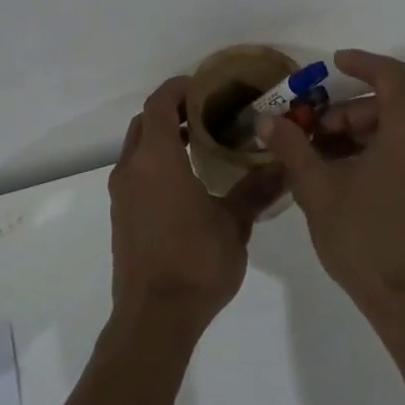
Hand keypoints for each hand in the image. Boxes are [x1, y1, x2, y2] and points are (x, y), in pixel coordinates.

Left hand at [109, 75, 287, 332]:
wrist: (153, 318)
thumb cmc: (195, 262)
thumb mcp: (234, 223)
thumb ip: (256, 190)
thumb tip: (284, 165)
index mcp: (157, 159)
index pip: (159, 104)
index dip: (178, 88)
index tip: (203, 86)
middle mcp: (132, 168)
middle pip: (144, 123)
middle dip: (171, 112)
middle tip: (206, 114)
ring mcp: (121, 194)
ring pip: (136, 148)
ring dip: (161, 138)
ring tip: (200, 145)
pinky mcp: (120, 216)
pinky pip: (134, 173)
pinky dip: (154, 163)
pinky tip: (184, 182)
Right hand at [256, 49, 404, 321]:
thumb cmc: (364, 237)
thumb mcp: (318, 187)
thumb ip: (291, 146)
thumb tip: (265, 120)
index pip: (390, 75)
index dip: (360, 63)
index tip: (331, 64)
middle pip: (388, 106)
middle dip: (345, 112)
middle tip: (309, 131)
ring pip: (396, 131)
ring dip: (356, 135)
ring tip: (317, 156)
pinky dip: (374, 152)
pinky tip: (340, 175)